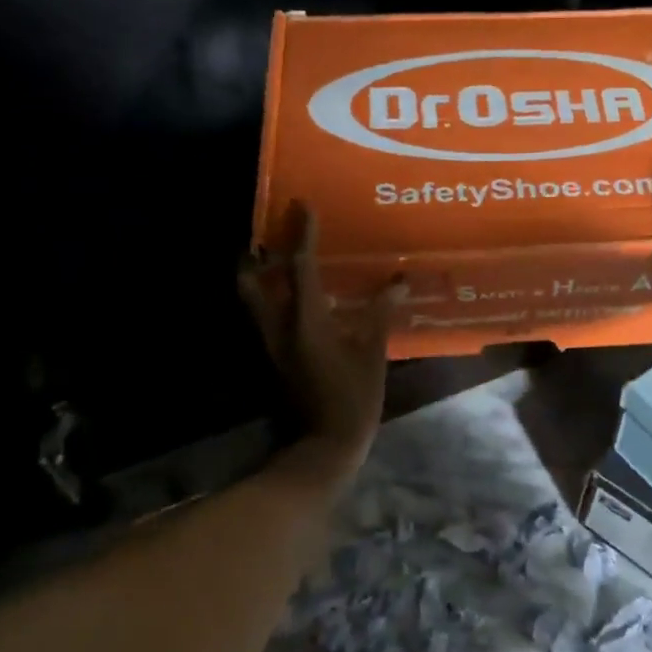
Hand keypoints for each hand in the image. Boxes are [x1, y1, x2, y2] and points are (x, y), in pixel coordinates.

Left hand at [238, 202, 401, 467]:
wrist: (323, 445)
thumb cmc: (352, 398)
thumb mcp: (372, 354)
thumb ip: (381, 314)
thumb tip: (398, 281)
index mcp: (306, 321)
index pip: (301, 267)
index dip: (303, 235)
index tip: (303, 206)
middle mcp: (279, 327)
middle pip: (253, 281)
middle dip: (258, 255)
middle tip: (273, 235)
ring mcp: (271, 344)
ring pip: (254, 300)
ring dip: (262, 276)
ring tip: (280, 260)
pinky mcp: (273, 358)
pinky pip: (266, 316)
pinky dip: (273, 298)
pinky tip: (297, 298)